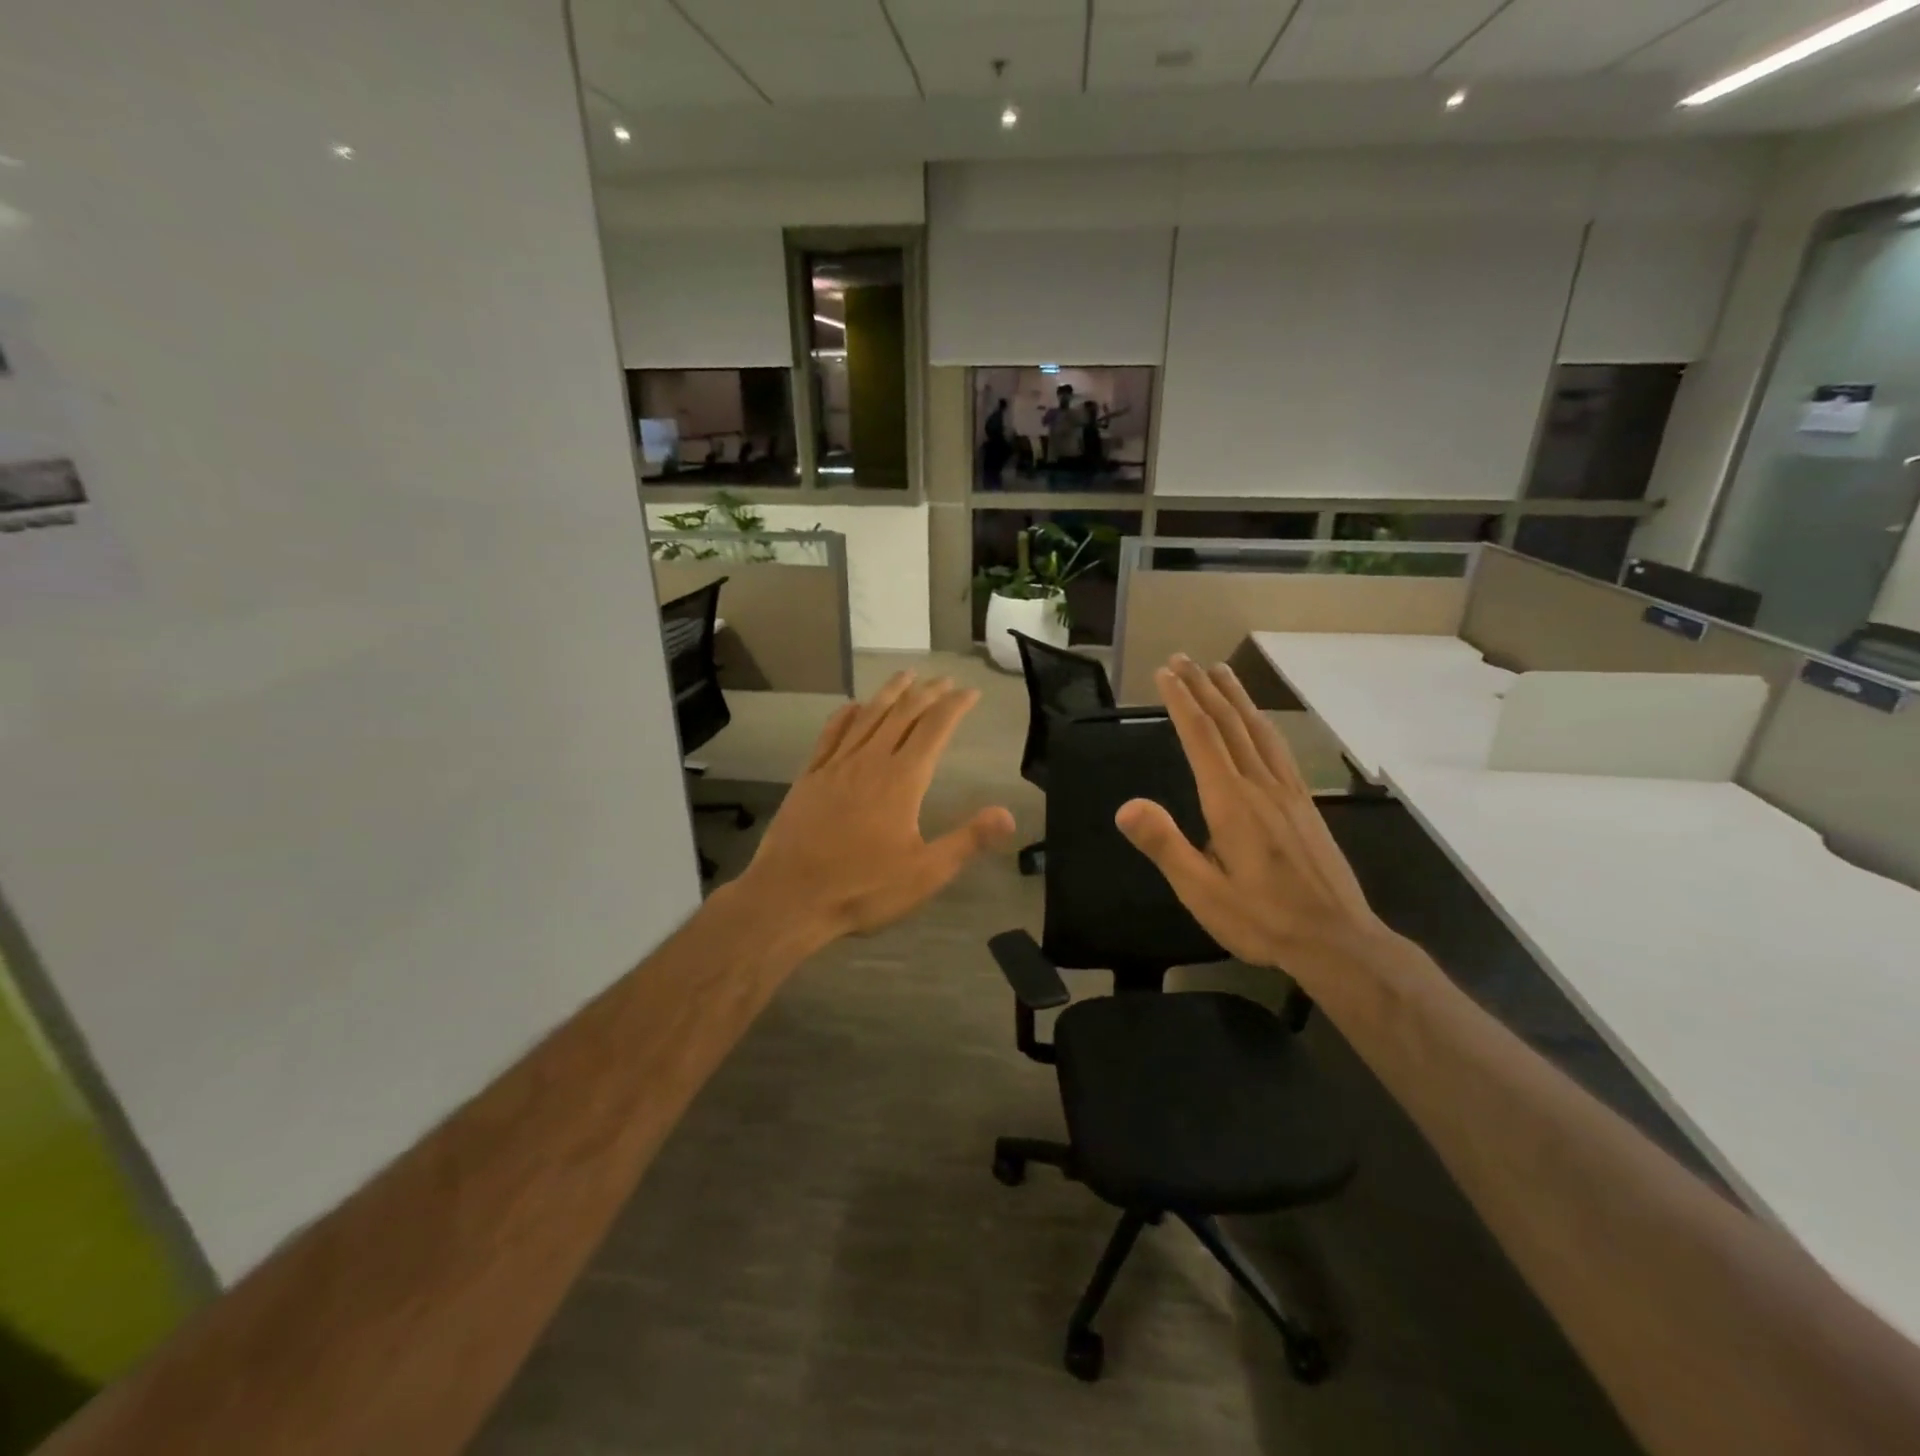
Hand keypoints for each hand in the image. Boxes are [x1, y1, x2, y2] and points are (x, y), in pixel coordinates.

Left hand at [736, 673, 1015, 947]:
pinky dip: (845, 715)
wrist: (790, 897)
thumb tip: (1008, 815)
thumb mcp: (925, 874)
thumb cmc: (862, 888)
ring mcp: (835, 766)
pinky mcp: (810, 777)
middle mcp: (869, 762)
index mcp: (901, 780)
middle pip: (902, 714)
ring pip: (867, 716)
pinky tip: (852, 707)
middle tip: (944, 680)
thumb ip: (968, 841)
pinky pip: (830, 735)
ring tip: (905, 675)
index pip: (934, 729)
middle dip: (927, 693)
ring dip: (889, 693)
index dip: (955, 706)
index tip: (970, 692)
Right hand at [1115, 656, 1388, 974]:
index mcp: (1231, 803)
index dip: (1181, 702)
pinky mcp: (1306, 804)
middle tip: (1183, 659)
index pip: (1202, 739)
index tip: (1165, 673)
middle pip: (1230, 724)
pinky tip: (1260, 722)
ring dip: (1236, 697)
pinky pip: (1279, 749)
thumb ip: (1165, 845)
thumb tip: (1126, 806)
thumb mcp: (1202, 891)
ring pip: (1259, 730)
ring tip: (1220, 671)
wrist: (1338, 941)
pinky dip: (1262, 723)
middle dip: (1204, 688)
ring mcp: (1288, 792)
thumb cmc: (1262, 919)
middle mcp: (1261, 786)